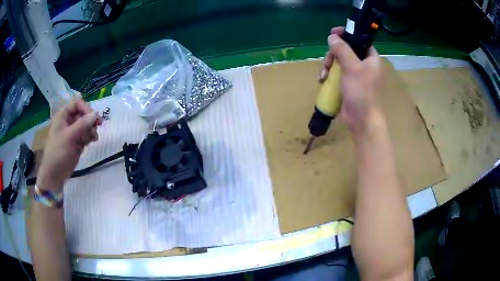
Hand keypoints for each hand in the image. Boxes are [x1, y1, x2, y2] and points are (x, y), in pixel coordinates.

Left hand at [37, 98, 101, 190]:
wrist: (54, 174)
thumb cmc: (59, 153)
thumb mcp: (70, 137)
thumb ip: (83, 124)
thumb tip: (96, 114)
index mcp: (63, 115)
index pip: (77, 103)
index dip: (86, 108)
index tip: (94, 118)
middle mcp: (68, 121)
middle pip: (83, 113)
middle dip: (90, 120)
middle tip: (97, 128)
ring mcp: (72, 132)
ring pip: (86, 124)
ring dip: (92, 129)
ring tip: (94, 138)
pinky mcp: (76, 142)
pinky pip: (86, 134)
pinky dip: (91, 136)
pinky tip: (93, 141)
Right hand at [320, 27, 384, 138]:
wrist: (362, 121)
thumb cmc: (362, 93)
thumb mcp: (352, 68)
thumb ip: (342, 50)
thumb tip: (332, 37)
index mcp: (371, 58)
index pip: (359, 39)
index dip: (347, 34)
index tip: (333, 33)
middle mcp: (364, 64)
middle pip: (346, 49)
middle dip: (333, 54)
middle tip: (328, 61)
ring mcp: (355, 74)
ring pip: (339, 61)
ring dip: (329, 65)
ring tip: (323, 75)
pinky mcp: (348, 84)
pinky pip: (336, 73)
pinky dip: (329, 75)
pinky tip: (322, 80)